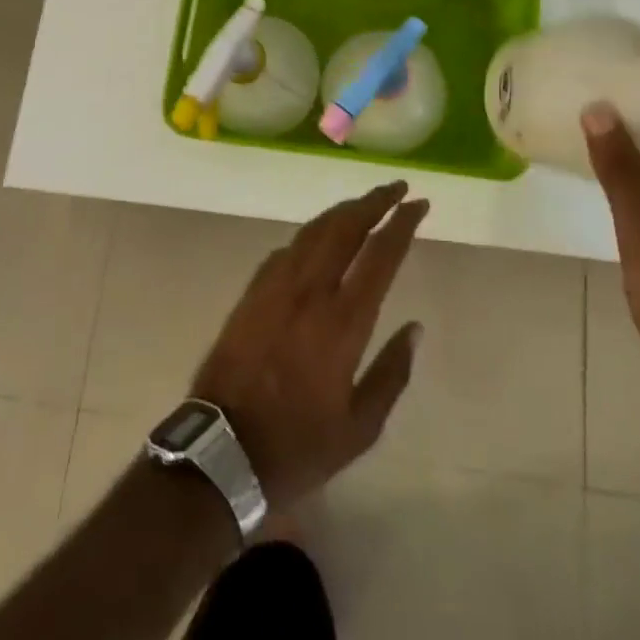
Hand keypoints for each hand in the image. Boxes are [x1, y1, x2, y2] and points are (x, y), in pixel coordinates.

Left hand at [191, 181, 427, 510]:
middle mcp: (310, 291)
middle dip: (374, 201)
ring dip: (343, 211)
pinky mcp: (252, 292)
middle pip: (345, 227)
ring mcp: (276, 287)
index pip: (380, 255)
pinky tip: (318, 237)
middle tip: (396, 188)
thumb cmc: (296, 446)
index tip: (418, 204)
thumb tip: (415, 327)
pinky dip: (311, 234)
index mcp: (343, 322)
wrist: (221, 451)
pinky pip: (287, 249)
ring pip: (314, 230)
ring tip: (364, 203)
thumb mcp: (359, 428)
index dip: (402, 223)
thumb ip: (391, 374)